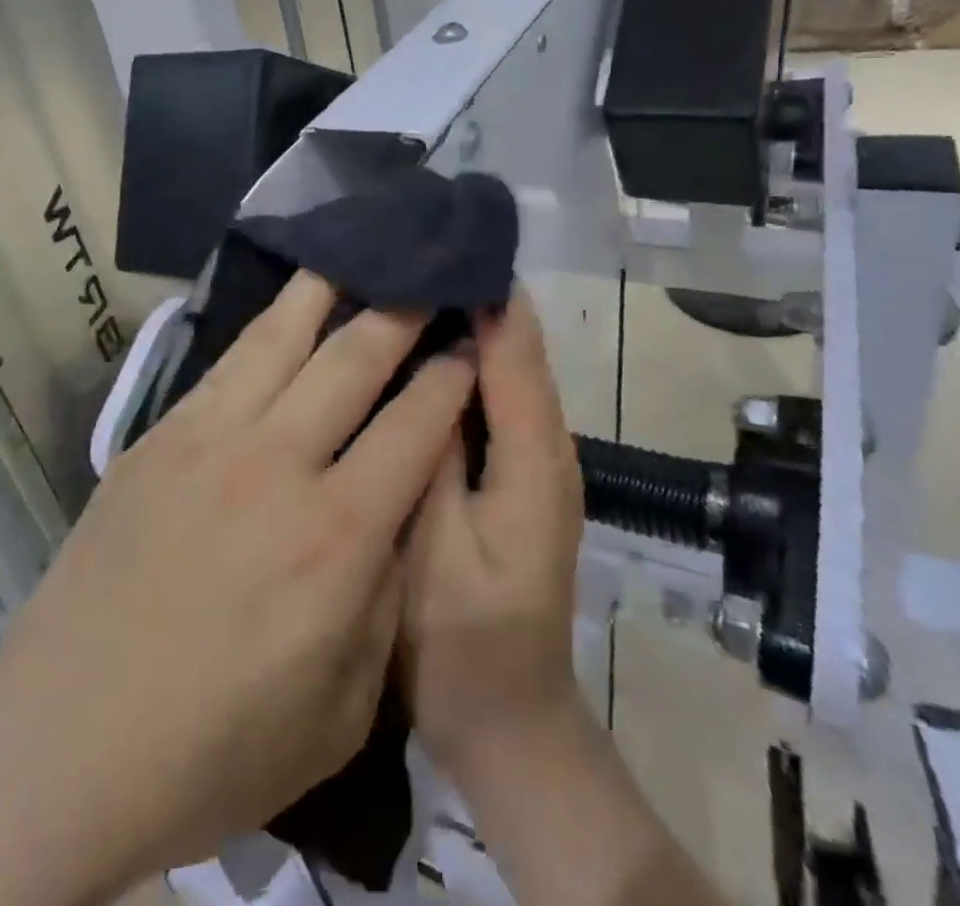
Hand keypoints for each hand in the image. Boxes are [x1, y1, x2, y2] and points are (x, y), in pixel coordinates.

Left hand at [0, 271, 475, 890]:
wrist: (63, 748)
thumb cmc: (215, 748)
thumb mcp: (342, 709)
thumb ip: (381, 595)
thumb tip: (391, 510)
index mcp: (336, 536)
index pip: (415, 426)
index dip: (450, 376)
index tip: (469, 341)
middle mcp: (277, 464)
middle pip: (354, 358)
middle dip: (401, 309)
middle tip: (426, 272)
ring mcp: (209, 440)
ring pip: (281, 337)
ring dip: (327, 289)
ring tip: (354, 249)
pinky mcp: (157, 436)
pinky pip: (225, 361)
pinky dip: (264, 324)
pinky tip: (281, 305)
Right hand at [401, 289, 584, 788]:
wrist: (507, 722)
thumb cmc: (461, 643)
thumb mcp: (432, 548)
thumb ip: (435, 453)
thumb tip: (435, 362)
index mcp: (535, 457)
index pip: (516, 347)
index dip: (484, 288)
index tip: (436, 238)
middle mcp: (549, 445)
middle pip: (519, 346)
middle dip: (474, 293)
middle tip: (411, 249)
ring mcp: (536, 459)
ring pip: (507, 367)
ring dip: (469, 322)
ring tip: (410, 280)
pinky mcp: (517, 473)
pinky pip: (495, 397)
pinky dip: (466, 362)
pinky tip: (421, 348)